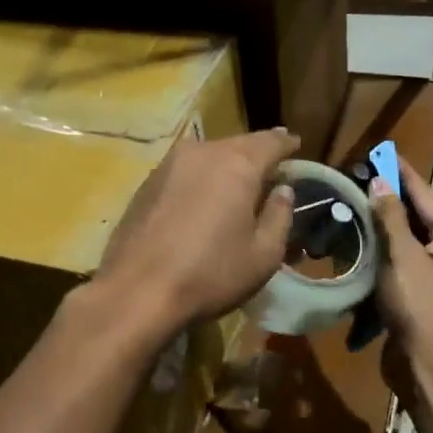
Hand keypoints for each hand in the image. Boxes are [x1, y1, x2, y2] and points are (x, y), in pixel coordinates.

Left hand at [94, 128, 297, 335]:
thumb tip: (283, 190)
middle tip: (271, 169)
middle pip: (238, 144)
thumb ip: (279, 215)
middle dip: (256, 154)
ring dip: (226, 166)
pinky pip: (185, 171)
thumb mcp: (264, 254)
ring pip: (208, 155)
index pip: (271, 141)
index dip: (287, 144)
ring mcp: (169, 164)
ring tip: (238, 185)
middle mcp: (202, 152)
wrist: (137, 291)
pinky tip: (203, 199)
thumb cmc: (211, 274)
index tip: (296, 146)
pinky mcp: (146, 182)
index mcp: (237, 164)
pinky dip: (200, 179)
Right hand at [371, 159, 432, 379]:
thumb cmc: (420, 305)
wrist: (430, 364)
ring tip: (356, 202)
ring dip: (384, 222)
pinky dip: (383, 249)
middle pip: (418, 215)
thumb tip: (380, 182)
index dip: (402, 172)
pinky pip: (400, 260)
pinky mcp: (419, 293)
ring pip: (407, 238)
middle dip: (391, 195)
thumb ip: (391, 218)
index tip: (383, 151)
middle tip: (361, 175)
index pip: (425, 194)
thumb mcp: (404, 256)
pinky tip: (361, 242)